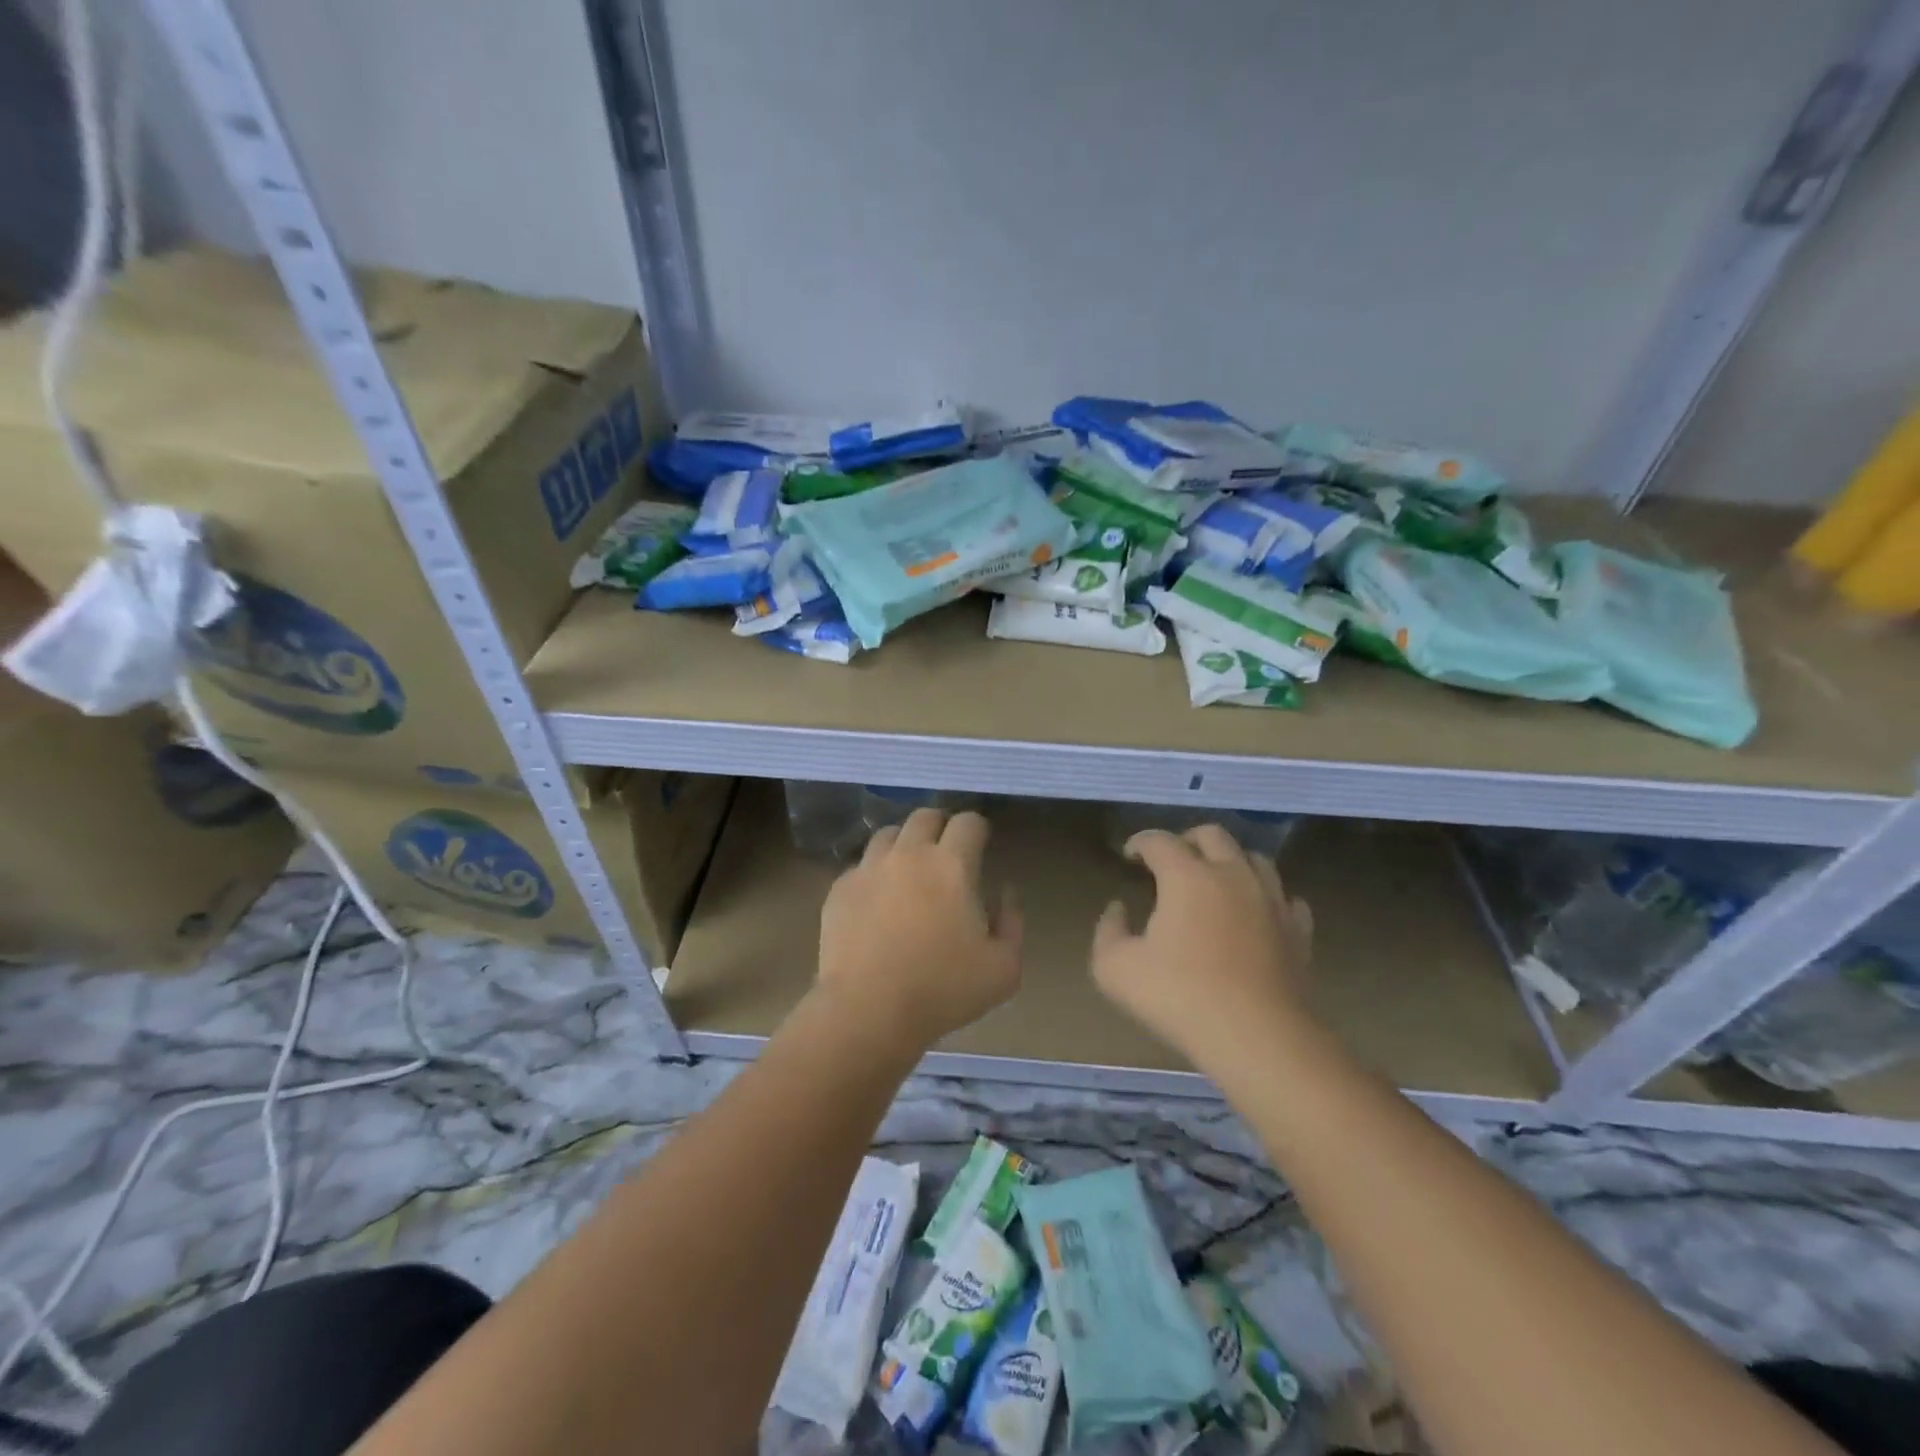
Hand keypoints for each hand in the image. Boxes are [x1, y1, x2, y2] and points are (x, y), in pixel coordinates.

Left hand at [816, 808, 1022, 1052]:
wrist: (867, 1010)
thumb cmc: (943, 990)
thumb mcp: (1004, 968)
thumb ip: (1012, 922)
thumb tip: (1004, 891)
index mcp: (951, 865)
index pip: (968, 822)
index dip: (978, 828)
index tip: (981, 844)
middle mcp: (909, 854)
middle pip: (925, 816)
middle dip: (940, 826)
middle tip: (946, 852)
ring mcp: (869, 868)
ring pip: (888, 834)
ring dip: (904, 844)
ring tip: (909, 871)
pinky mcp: (840, 888)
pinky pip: (861, 866)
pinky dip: (874, 873)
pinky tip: (878, 901)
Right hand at [1091, 825, 1314, 1068]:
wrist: (1257, 1037)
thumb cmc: (1179, 997)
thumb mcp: (1114, 969)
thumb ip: (1108, 931)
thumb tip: (1118, 908)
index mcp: (1187, 876)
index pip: (1159, 841)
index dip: (1140, 842)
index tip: (1129, 856)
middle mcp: (1232, 875)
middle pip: (1212, 835)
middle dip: (1187, 840)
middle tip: (1171, 861)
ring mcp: (1272, 900)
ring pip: (1255, 858)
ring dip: (1230, 861)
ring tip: (1216, 881)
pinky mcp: (1298, 930)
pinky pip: (1286, 898)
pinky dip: (1267, 897)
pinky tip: (1257, 914)